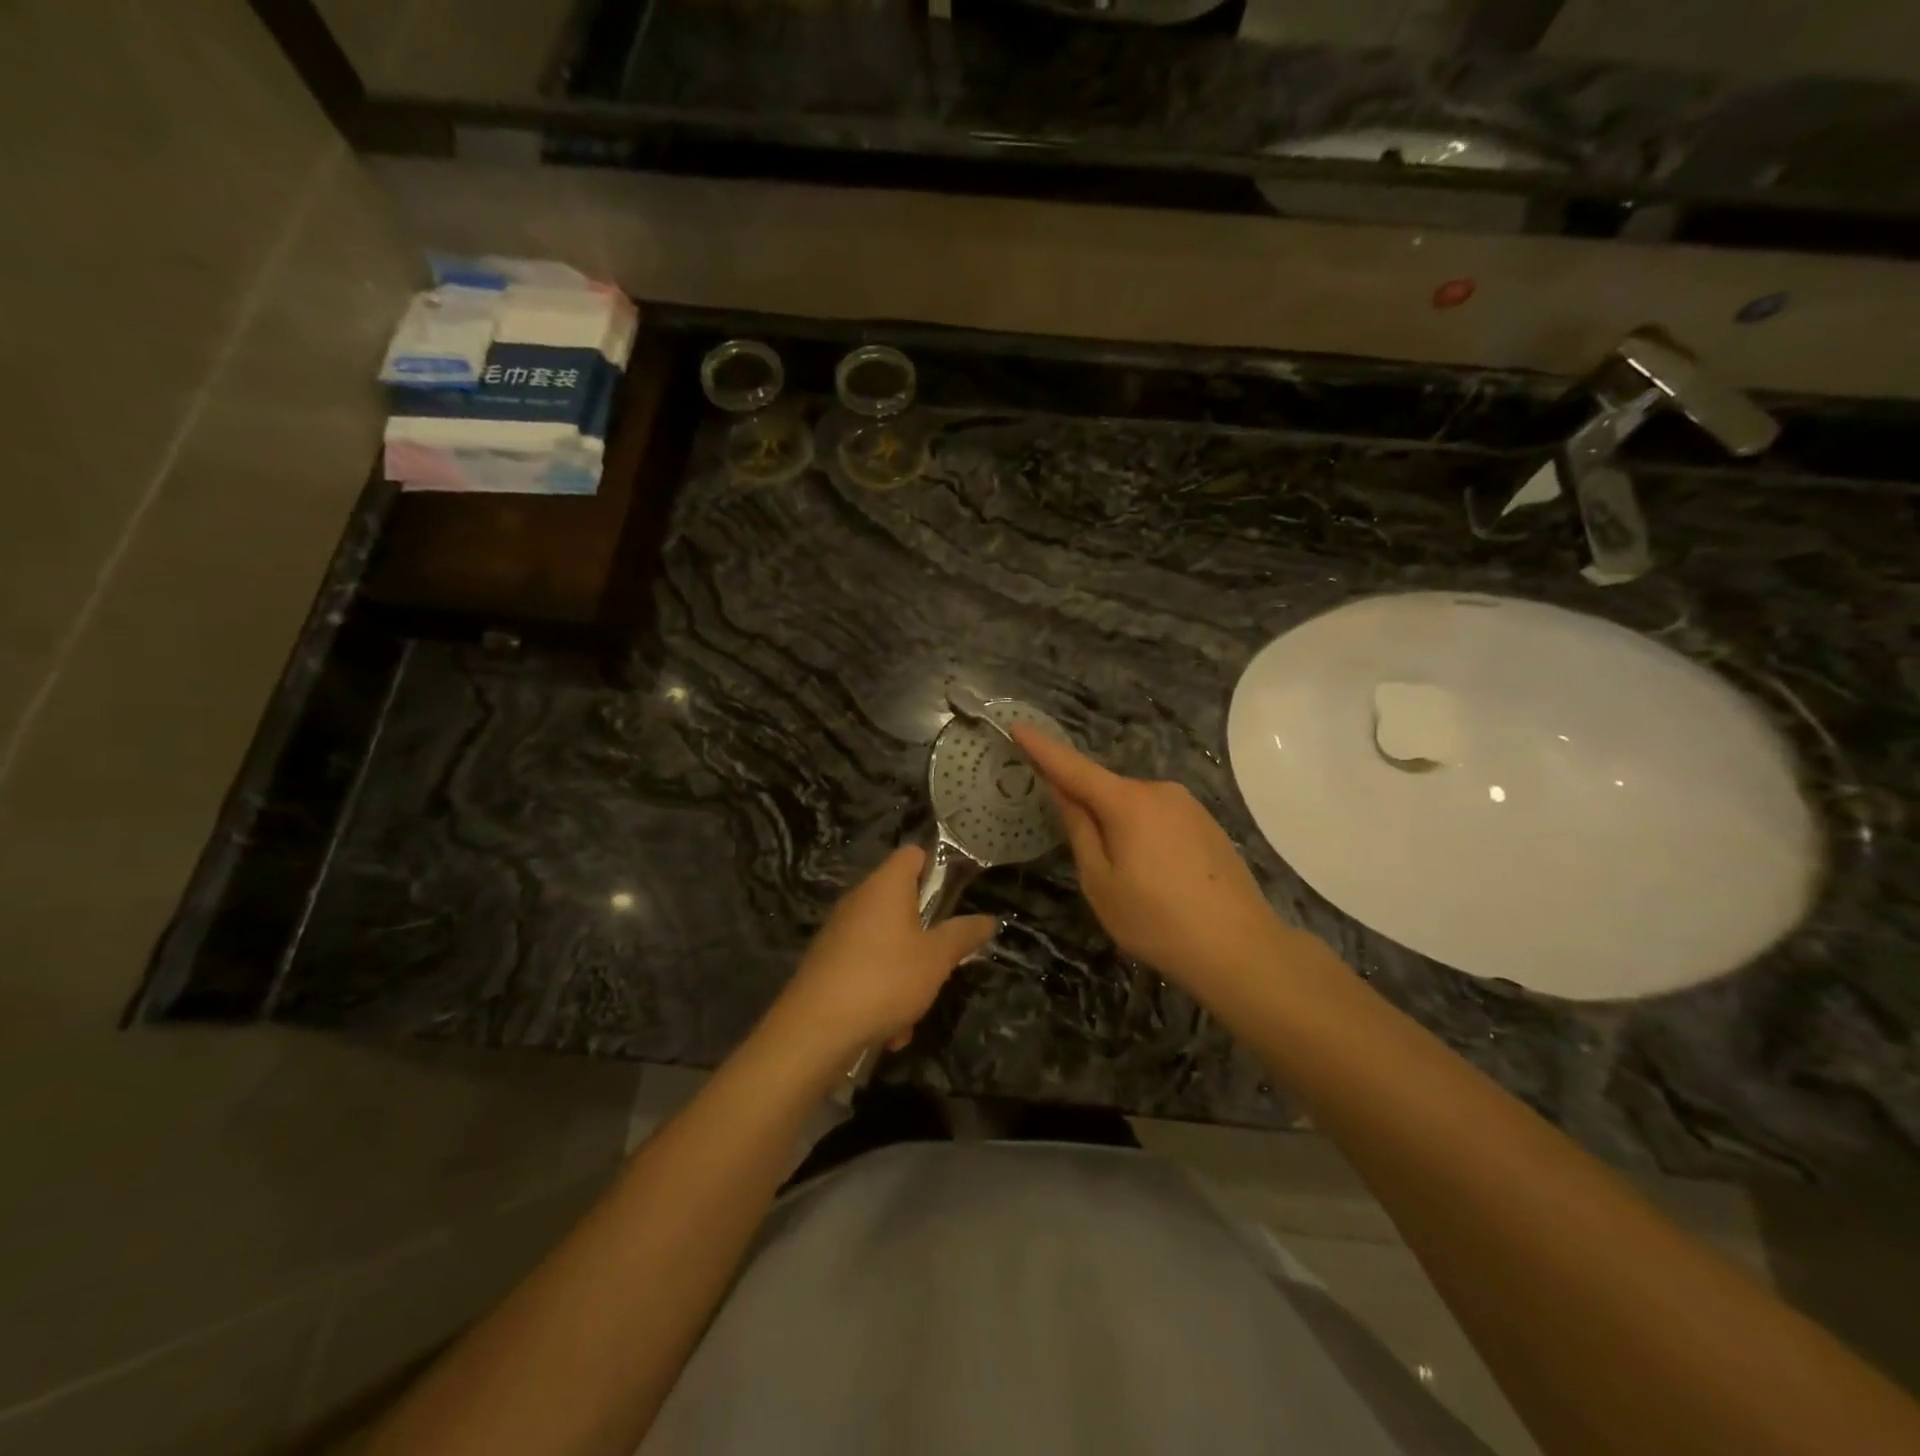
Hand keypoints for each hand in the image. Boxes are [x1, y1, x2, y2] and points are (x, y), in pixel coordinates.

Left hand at [766, 845, 996, 1067]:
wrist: (814, 1029)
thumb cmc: (884, 979)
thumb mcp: (937, 958)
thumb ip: (963, 935)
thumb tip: (988, 919)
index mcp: (885, 886)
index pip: (913, 854)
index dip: (936, 868)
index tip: (954, 899)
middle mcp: (859, 901)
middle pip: (902, 904)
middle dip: (926, 937)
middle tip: (941, 963)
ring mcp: (839, 932)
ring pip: (887, 945)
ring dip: (906, 977)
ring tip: (912, 1014)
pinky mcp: (827, 964)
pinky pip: (866, 970)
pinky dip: (881, 995)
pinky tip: (888, 1030)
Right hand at [1014, 725, 1290, 999]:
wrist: (1241, 949)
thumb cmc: (1157, 920)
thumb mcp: (1100, 882)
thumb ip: (1079, 829)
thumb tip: (1063, 791)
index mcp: (1128, 802)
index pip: (1073, 767)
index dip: (1042, 748)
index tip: (1016, 726)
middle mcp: (1159, 791)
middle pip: (1106, 791)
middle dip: (1087, 810)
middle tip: (1088, 863)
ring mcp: (1188, 805)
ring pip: (1134, 807)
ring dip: (1119, 828)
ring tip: (1129, 883)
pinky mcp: (1207, 823)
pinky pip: (1159, 819)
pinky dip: (1145, 836)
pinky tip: (1157, 878)